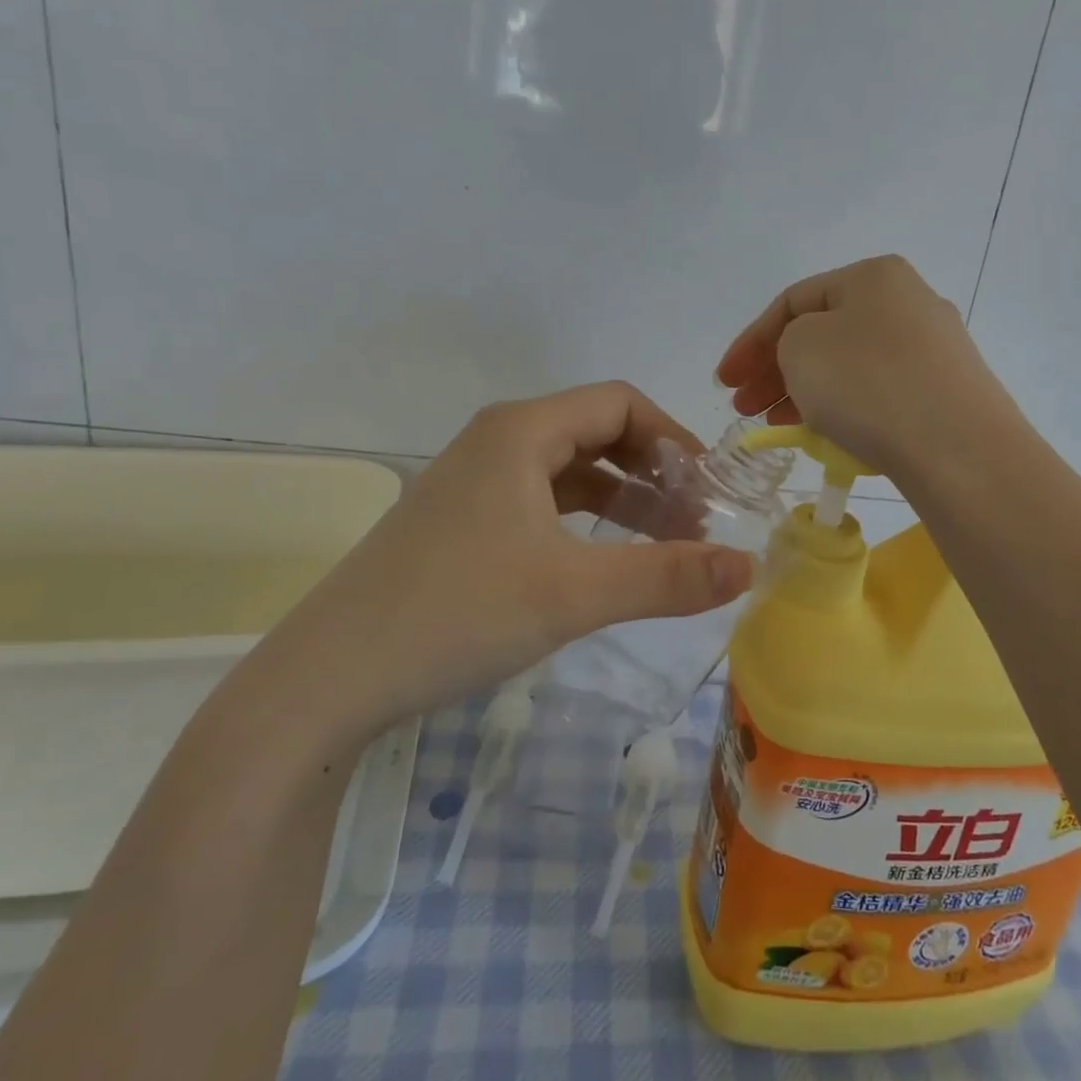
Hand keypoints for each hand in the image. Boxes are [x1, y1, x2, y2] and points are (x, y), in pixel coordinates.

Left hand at [265, 382, 755, 743]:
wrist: (331, 676)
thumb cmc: (457, 613)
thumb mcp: (574, 594)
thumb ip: (668, 577)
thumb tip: (749, 567)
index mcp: (521, 430)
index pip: (619, 403)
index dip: (673, 439)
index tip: (709, 490)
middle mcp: (497, 440)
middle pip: (597, 431)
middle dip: (653, 471)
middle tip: (694, 523)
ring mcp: (475, 480)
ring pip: (570, 469)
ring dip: (622, 497)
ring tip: (664, 542)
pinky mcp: (463, 519)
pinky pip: (542, 500)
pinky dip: (584, 520)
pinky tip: (603, 558)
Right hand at [716, 255, 1018, 483]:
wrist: (958, 447)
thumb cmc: (867, 383)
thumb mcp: (800, 348)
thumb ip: (786, 340)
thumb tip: (808, 355)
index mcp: (872, 276)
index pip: (792, 302)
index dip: (749, 342)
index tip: (724, 383)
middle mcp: (907, 300)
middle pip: (822, 332)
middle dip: (775, 369)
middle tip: (744, 407)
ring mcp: (933, 347)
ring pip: (848, 363)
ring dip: (805, 390)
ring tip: (777, 424)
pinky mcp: (946, 390)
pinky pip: (878, 390)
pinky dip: (844, 406)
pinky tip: (825, 433)